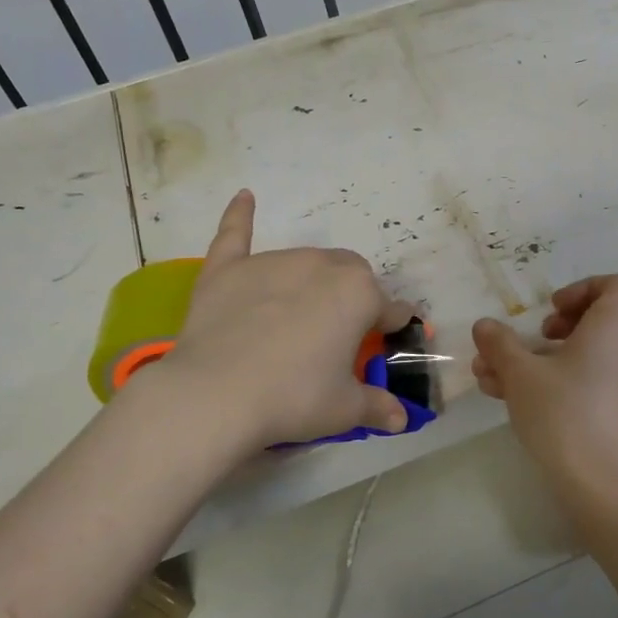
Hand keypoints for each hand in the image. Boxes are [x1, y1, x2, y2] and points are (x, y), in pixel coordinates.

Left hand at [157, 190, 414, 447]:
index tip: (389, 341)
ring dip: (314, 280)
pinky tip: (245, 197)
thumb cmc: (294, 399)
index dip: (392, 327)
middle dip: (354, 297)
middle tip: (340, 334)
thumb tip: (401, 420)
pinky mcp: (228, 269)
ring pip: (306, 260)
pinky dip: (240, 216)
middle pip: (351, 273)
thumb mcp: (345, 410)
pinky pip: (235, 234)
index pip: (391, 308)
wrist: (216, 396)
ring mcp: (272, 263)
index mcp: (359, 295)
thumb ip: (377, 407)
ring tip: (300, 315)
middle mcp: (322, 267)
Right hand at [471, 275, 617, 497]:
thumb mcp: (521, 374)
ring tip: (491, 375)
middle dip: (551, 328)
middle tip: (529, 339)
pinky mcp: (610, 413)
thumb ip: (500, 344)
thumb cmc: (564, 413)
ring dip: (536, 359)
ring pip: (579, 356)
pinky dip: (549, 382)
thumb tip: (484, 325)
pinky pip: (581, 382)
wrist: (602, 484)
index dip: (583, 288)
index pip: (617, 286)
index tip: (551, 310)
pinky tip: (506, 398)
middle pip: (595, 321)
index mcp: (612, 328)